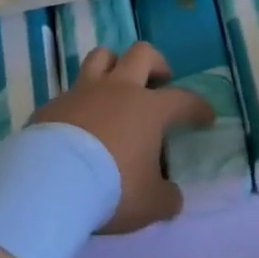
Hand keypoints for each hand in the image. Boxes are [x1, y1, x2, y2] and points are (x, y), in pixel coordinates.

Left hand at [32, 42, 214, 233]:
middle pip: (142, 53)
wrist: (52, 181)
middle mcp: (118, 89)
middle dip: (156, 62)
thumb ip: (166, 198)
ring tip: (117, 84)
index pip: (183, 100)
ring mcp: (83, 91)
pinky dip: (80, 102)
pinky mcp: (54, 103)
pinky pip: (71, 92)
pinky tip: (79, 122)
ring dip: (113, 65)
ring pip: (102, 56)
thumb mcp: (150, 204)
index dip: (198, 106)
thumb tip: (172, 196)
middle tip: (160, 80)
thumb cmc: (112, 187)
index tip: (206, 116)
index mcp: (148, 109)